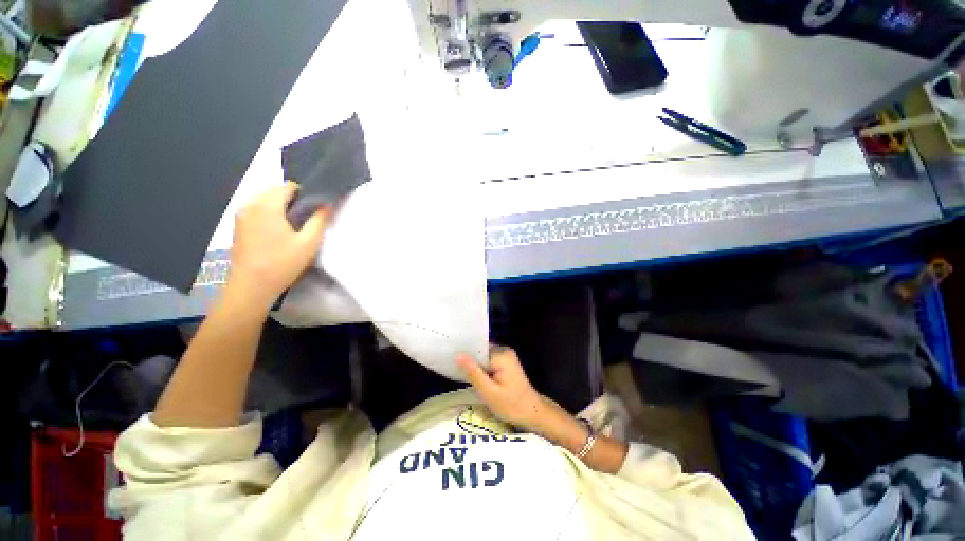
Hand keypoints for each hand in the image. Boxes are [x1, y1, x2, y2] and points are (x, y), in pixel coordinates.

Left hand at [228, 182, 328, 305]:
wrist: (251, 286)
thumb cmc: (282, 263)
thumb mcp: (308, 242)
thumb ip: (319, 220)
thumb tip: (327, 205)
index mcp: (267, 205)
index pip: (288, 186)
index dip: (305, 194)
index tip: (315, 210)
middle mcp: (250, 205)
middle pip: (274, 191)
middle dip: (292, 200)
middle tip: (306, 220)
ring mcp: (241, 215)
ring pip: (264, 200)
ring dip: (280, 207)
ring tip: (293, 227)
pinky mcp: (238, 226)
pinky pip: (256, 210)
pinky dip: (269, 214)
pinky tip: (278, 233)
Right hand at [457, 347, 545, 429]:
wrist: (533, 413)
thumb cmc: (511, 405)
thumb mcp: (489, 392)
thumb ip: (473, 372)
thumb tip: (458, 355)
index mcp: (501, 354)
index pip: (477, 348)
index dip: (465, 355)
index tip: (451, 361)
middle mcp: (504, 351)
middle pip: (480, 351)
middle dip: (469, 361)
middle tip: (455, 371)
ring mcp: (506, 356)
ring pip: (483, 357)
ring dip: (475, 366)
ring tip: (461, 374)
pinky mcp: (506, 364)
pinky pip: (489, 362)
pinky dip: (482, 369)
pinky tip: (474, 378)